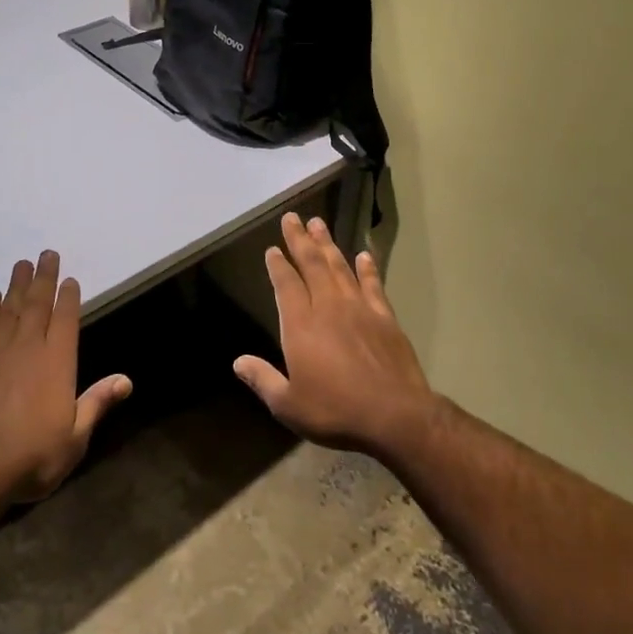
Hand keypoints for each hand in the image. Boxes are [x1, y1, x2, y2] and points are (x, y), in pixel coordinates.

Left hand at [0, 251, 132, 503]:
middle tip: (46, 254)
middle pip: (37, 304)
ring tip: (22, 264)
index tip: (69, 279)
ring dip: (17, 285)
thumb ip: (96, 404)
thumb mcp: (74, 439)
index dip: (68, 298)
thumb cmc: (30, 459)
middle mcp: (27, 348)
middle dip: (44, 278)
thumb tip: (126, 380)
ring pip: (9, 309)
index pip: (66, 320)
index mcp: (57, 363)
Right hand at [234, 214, 438, 456]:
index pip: (286, 285)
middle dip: (300, 240)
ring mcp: (359, 309)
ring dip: (328, 245)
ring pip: (339, 268)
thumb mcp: (288, 405)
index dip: (278, 265)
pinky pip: (372, 285)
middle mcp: (328, 307)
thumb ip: (262, 380)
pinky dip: (367, 268)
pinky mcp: (385, 317)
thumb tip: (238, 362)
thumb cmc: (335, 410)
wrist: (394, 415)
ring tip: (319, 224)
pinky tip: (363, 255)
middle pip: (311, 265)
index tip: (272, 249)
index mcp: (300, 325)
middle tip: (292, 218)